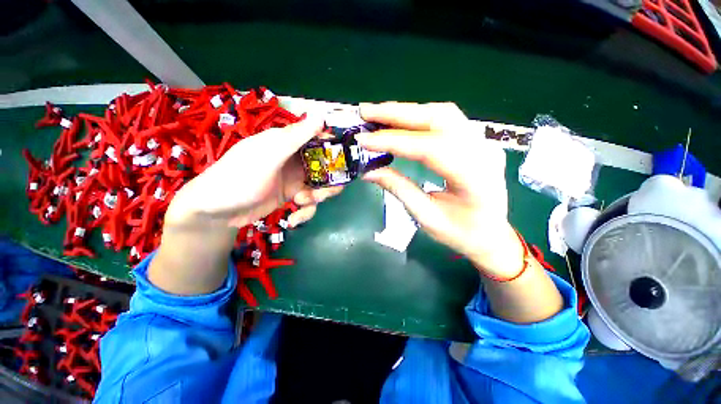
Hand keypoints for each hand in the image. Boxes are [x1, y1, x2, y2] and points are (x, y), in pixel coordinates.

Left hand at [150, 117, 343, 294]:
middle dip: (328, 182)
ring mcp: (294, 180)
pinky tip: (293, 219)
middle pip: (325, 168)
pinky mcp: (291, 197)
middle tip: (323, 193)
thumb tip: (321, 114)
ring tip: (301, 204)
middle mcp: (295, 160)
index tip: (345, 161)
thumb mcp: (268, 155)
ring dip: (316, 199)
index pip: (319, 140)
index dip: (335, 149)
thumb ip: (295, 137)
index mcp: (289, 143)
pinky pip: (309, 203)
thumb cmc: (240, 177)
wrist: (216, 212)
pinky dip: (304, 212)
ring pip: (320, 187)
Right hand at [357, 102, 523, 277]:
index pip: (430, 148)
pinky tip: (400, 120)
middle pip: (439, 118)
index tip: (364, 140)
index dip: (394, 141)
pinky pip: (446, 119)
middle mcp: (483, 151)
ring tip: (378, 114)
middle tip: (366, 111)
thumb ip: (399, 189)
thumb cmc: (461, 234)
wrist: (491, 235)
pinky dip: (418, 116)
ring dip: (407, 111)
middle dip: (397, 113)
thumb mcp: (427, 218)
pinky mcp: (474, 141)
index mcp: (475, 178)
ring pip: (443, 113)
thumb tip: (368, 171)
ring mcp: (482, 142)